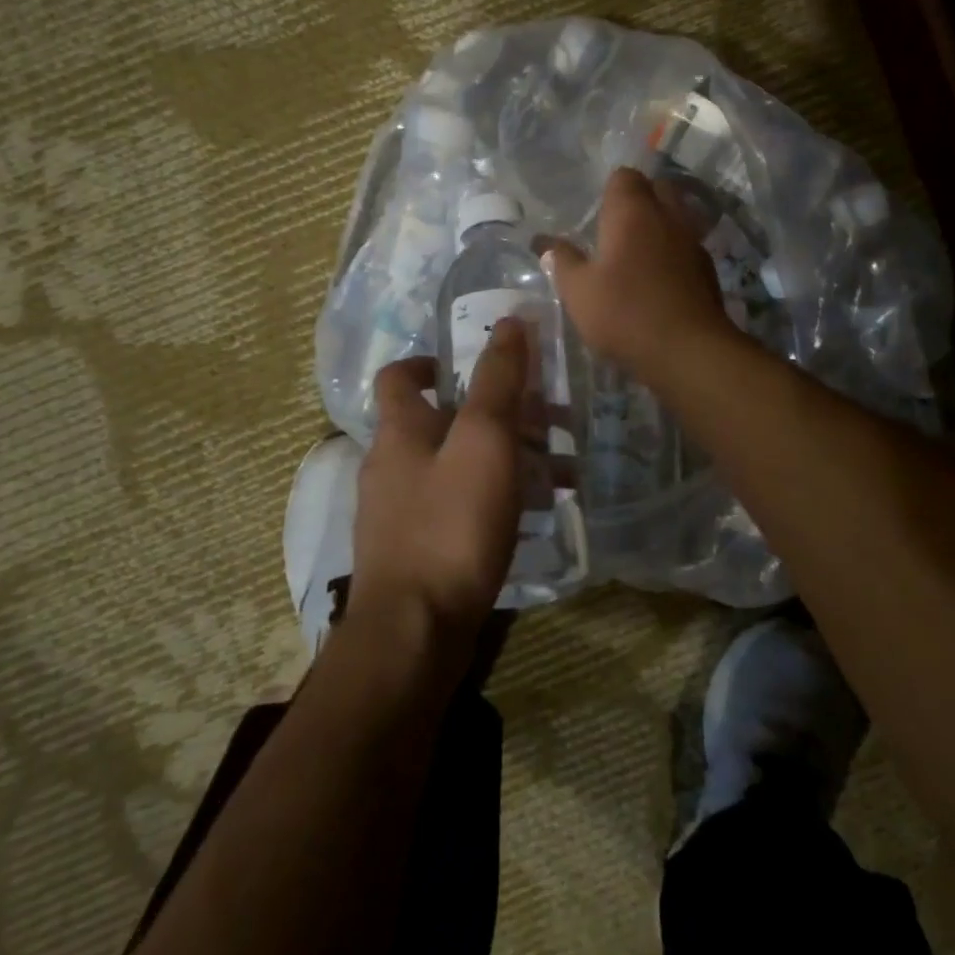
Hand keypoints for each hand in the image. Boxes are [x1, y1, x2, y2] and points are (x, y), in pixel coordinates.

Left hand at [351, 319, 528, 653]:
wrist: (414, 633)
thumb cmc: (450, 524)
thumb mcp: (484, 441)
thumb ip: (498, 380)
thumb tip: (510, 321)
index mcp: (399, 430)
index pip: (400, 376)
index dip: (431, 361)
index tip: (473, 365)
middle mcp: (391, 465)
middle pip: (442, 422)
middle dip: (495, 414)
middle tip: (549, 420)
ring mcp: (400, 512)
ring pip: (457, 466)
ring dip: (506, 459)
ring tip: (563, 470)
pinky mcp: (418, 551)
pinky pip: (459, 507)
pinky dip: (495, 499)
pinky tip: (535, 514)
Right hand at [545, 167, 737, 379]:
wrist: (688, 350)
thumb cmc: (625, 313)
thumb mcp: (578, 291)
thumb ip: (562, 261)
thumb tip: (546, 242)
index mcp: (633, 212)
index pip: (625, 176)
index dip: (610, 189)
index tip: (596, 213)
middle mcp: (668, 216)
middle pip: (657, 189)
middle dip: (639, 201)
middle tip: (615, 230)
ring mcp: (693, 241)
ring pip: (676, 217)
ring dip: (658, 227)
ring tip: (636, 254)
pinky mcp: (708, 269)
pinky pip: (686, 246)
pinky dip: (673, 253)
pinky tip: (658, 279)